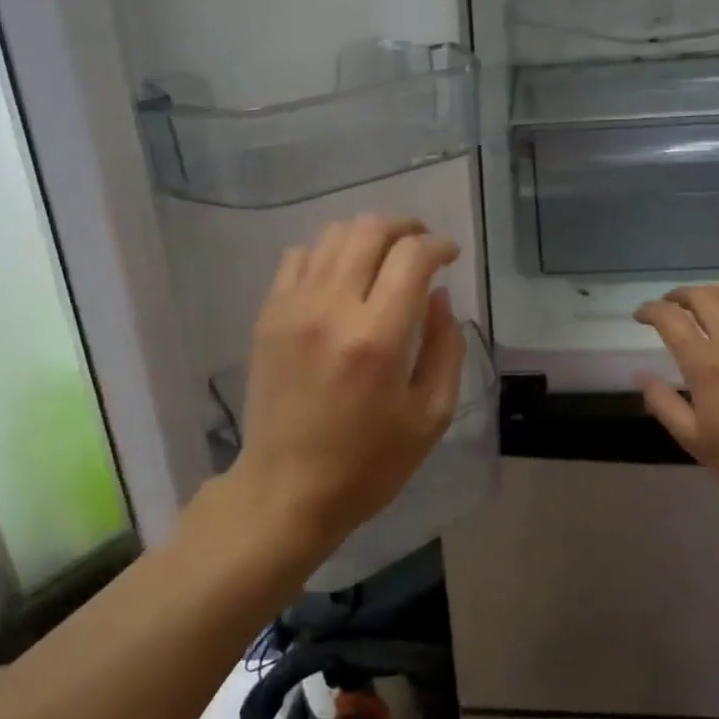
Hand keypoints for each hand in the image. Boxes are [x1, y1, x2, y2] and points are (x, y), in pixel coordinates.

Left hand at [233, 215, 465, 553]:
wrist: (286, 490)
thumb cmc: (369, 463)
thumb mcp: (431, 416)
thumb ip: (445, 347)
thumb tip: (439, 294)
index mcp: (377, 338)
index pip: (412, 256)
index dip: (439, 246)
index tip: (450, 256)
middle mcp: (331, 309)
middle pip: (370, 230)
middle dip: (406, 228)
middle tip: (421, 246)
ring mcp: (293, 308)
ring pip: (333, 235)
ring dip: (367, 236)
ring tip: (384, 257)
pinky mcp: (268, 315)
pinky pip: (298, 256)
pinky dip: (327, 253)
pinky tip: (341, 277)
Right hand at [634, 286, 718, 511]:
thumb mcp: (693, 440)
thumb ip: (663, 402)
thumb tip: (640, 374)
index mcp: (705, 364)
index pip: (670, 318)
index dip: (650, 310)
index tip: (640, 316)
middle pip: (702, 297)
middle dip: (678, 296)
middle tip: (669, 307)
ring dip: (711, 294)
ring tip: (701, 305)